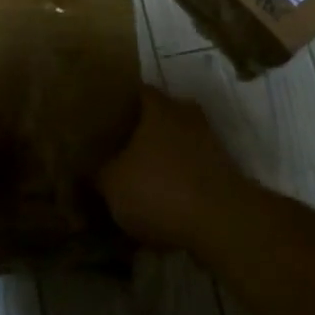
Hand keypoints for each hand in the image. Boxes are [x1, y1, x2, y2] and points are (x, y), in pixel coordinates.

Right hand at [96, 87, 244, 250]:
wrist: (220, 222)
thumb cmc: (159, 189)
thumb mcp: (111, 183)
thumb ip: (97, 172)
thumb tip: (89, 168)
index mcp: (159, 107)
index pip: (137, 92)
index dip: (119, 103)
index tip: (103, 117)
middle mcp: (188, 115)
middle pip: (161, 116)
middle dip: (142, 131)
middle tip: (118, 148)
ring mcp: (210, 143)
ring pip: (178, 143)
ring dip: (163, 157)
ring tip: (139, 177)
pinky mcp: (224, 171)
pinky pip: (192, 168)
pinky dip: (179, 180)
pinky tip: (162, 200)